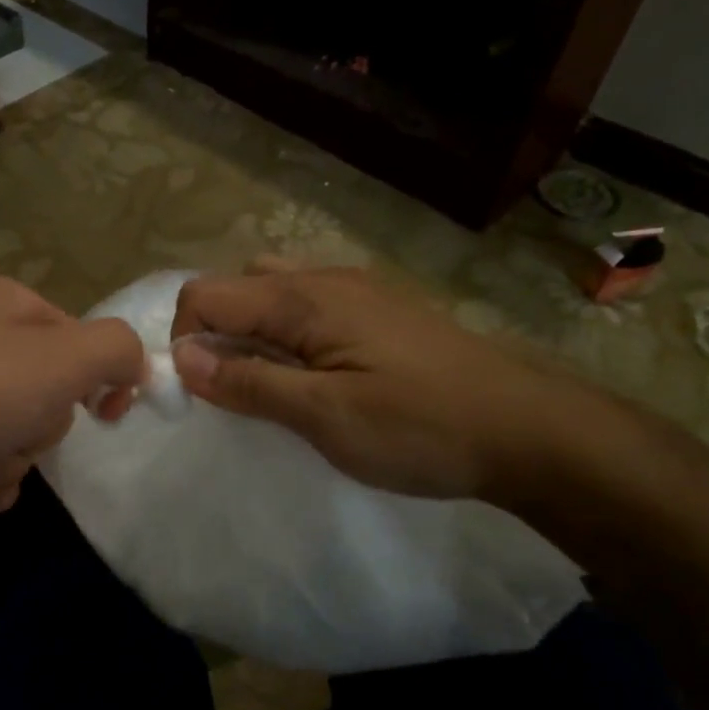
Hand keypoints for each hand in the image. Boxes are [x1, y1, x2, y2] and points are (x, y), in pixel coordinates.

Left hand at [0, 277, 146, 519]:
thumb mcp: (61, 360)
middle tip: (18, 431)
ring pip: (10, 428)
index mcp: (13, 307)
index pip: (86, 341)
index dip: (103, 380)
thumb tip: (133, 366)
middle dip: (43, 425)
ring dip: (11, 458)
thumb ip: (116, 350)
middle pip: (47, 391)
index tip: (108, 414)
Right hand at [170, 259, 572, 500]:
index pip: (206, 294)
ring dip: (252, 334)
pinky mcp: (379, 311)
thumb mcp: (324, 415)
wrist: (527, 429)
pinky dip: (287, 335)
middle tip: (235, 391)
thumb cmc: (420, 427)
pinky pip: (309, 307)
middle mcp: (325, 279)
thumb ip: (249, 382)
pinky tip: (312, 375)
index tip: (199, 393)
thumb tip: (180, 358)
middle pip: (237, 286)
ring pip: (274, 293)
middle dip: (215, 334)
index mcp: (303, 298)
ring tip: (269, 384)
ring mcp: (357, 291)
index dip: (184, 339)